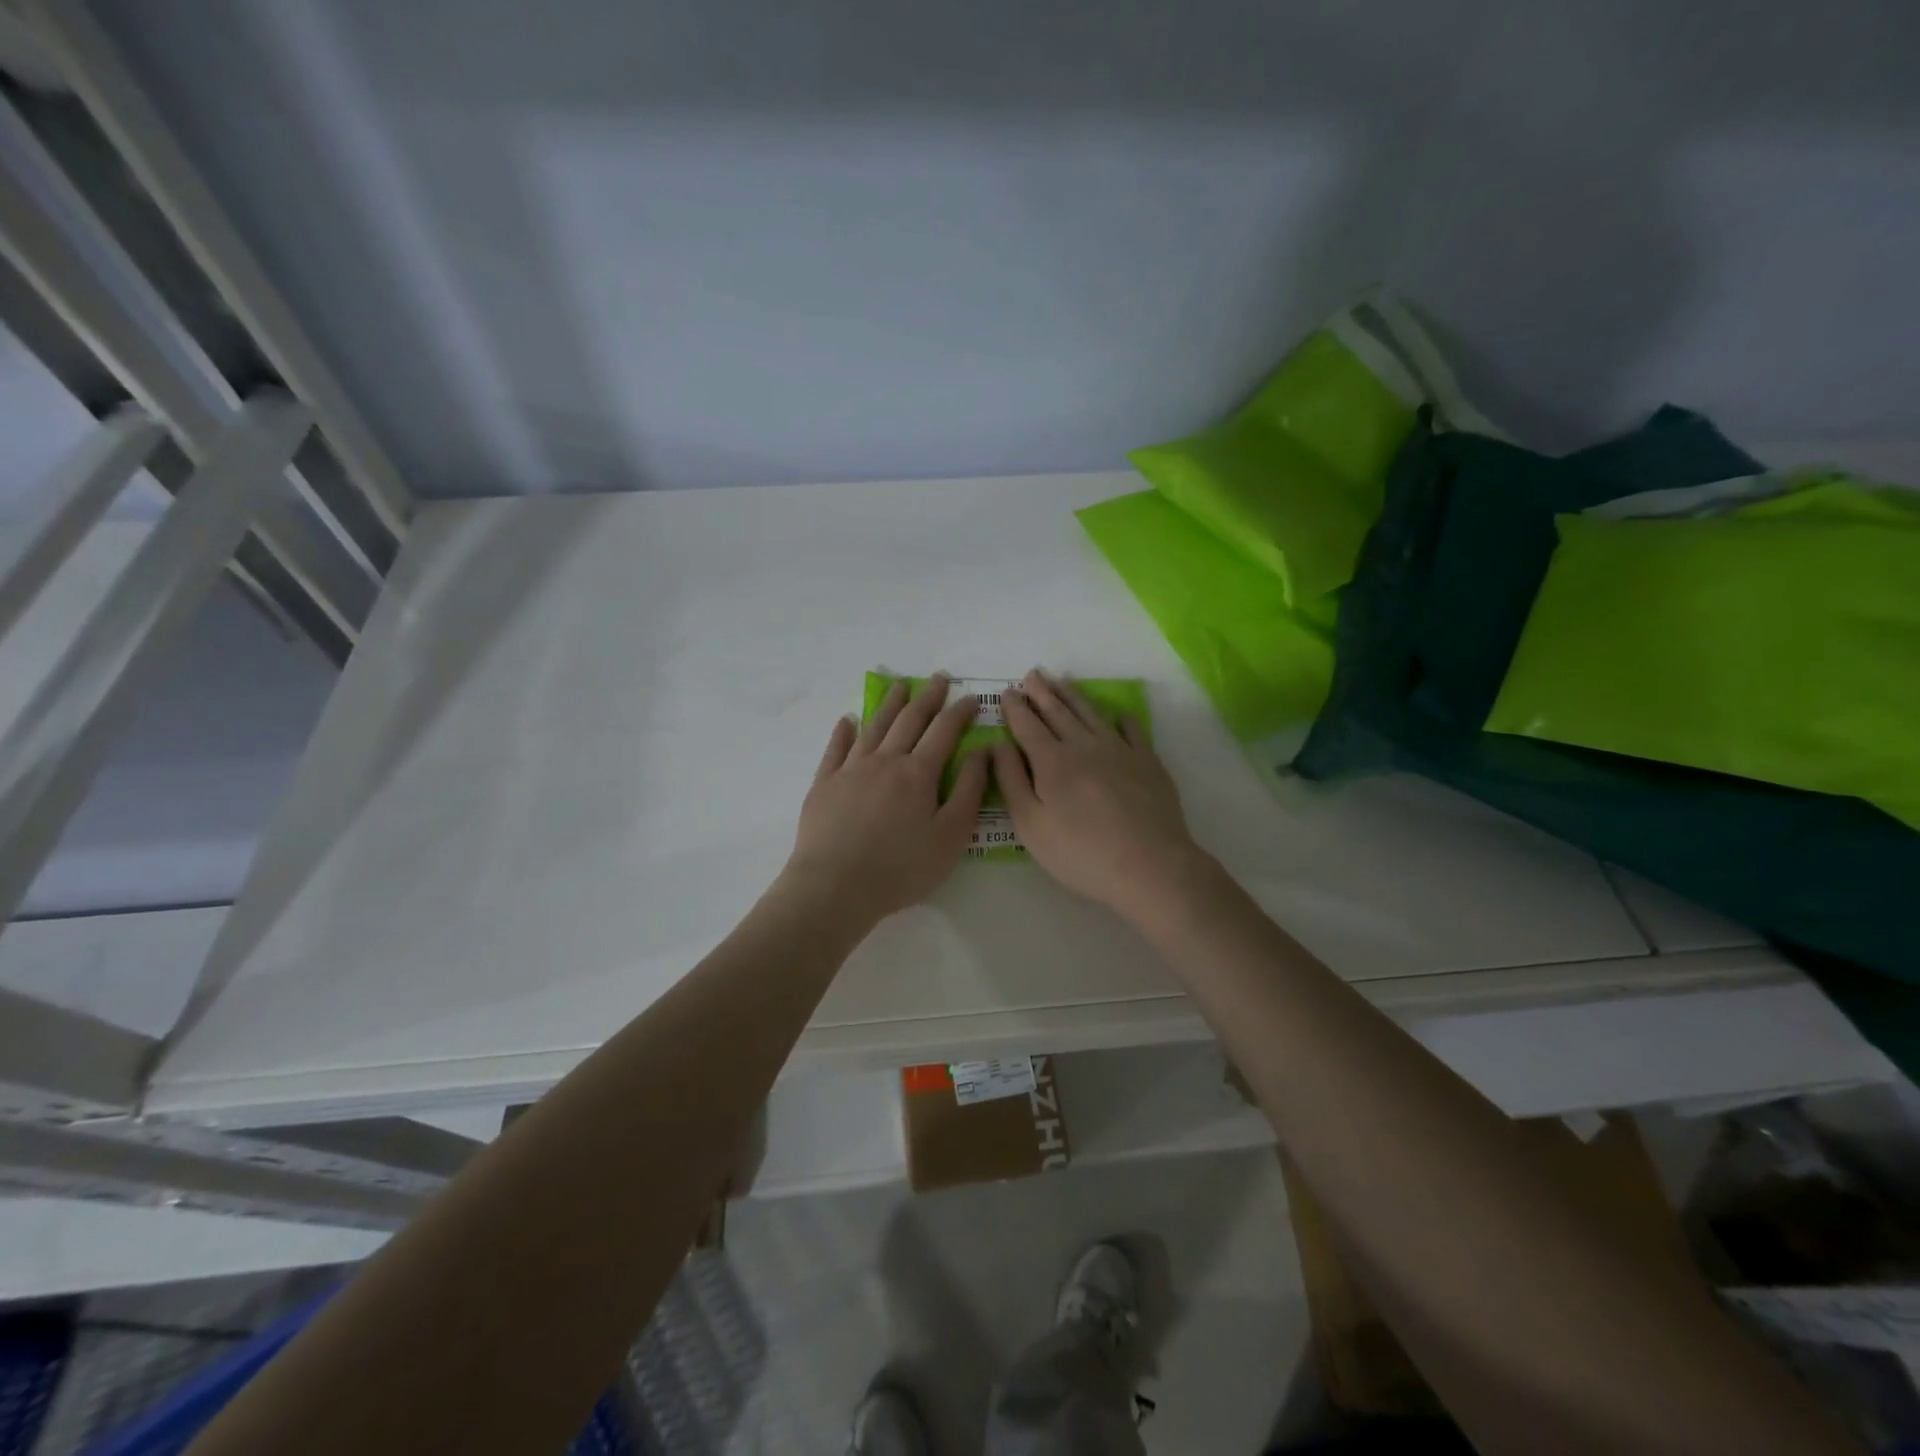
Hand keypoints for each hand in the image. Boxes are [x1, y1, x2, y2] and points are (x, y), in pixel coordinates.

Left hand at [784, 675, 986, 925]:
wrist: (835, 886)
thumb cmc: (902, 868)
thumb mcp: (951, 836)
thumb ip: (969, 791)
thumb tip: (982, 751)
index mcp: (918, 773)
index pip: (944, 731)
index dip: (959, 712)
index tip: (971, 697)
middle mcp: (885, 761)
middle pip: (909, 720)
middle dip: (927, 697)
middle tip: (937, 678)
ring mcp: (850, 770)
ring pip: (873, 727)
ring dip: (889, 704)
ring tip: (899, 687)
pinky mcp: (824, 785)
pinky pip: (836, 749)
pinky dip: (843, 732)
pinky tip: (847, 720)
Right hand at [992, 669, 1203, 916]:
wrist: (1149, 866)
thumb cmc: (1080, 853)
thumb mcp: (1031, 825)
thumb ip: (1011, 781)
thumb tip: (998, 744)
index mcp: (1051, 761)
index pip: (1027, 725)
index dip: (1015, 707)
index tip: (1007, 692)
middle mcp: (1084, 745)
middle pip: (1059, 711)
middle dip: (1042, 692)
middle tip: (1032, 674)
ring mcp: (1120, 750)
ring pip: (1091, 714)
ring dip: (1073, 696)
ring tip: (1062, 681)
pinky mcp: (1148, 761)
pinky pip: (1131, 729)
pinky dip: (1119, 718)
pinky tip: (1116, 715)